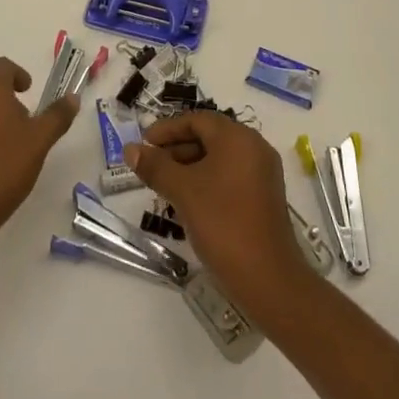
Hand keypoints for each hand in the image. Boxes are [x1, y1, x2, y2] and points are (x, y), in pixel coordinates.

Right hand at [125, 112, 319, 318]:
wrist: (268, 279)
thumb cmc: (222, 223)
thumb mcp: (183, 191)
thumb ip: (155, 166)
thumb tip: (130, 149)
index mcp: (238, 138)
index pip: (197, 120)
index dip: (167, 129)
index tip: (144, 144)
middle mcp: (254, 148)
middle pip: (209, 137)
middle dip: (176, 148)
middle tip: (150, 166)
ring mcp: (262, 174)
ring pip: (219, 159)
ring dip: (189, 166)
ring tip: (163, 186)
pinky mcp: (264, 197)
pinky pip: (229, 177)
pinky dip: (206, 181)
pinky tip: (187, 202)